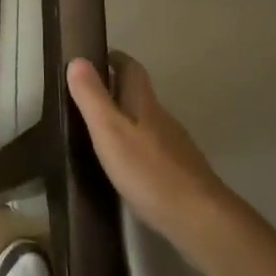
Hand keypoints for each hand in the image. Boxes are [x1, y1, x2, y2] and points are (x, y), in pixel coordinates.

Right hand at [66, 51, 232, 245]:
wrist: (198, 217)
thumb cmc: (147, 170)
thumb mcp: (109, 130)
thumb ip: (91, 96)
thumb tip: (78, 59)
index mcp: (143, 103)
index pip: (131, 68)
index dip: (114, 58)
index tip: (93, 58)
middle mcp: (162, 118)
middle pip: (139, 94)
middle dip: (115, 89)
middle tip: (86, 97)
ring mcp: (174, 145)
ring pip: (146, 121)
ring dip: (125, 119)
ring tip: (99, 131)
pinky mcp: (179, 171)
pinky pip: (153, 148)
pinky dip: (136, 146)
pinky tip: (124, 164)